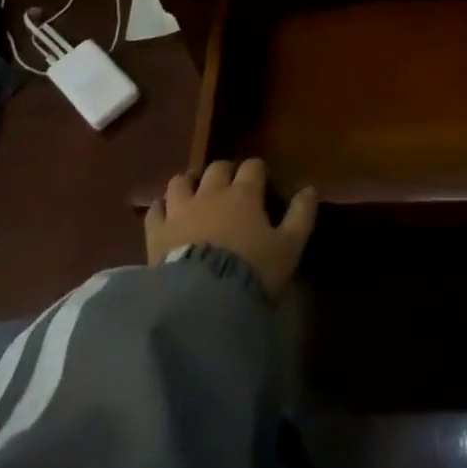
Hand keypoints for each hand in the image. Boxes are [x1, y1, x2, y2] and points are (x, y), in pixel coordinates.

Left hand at [145, 158, 317, 300]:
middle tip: (230, 184)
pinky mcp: (157, 231)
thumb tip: (311, 189)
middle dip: (225, 171)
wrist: (203, 300)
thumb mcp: (289, 247)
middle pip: (217, 168)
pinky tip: (165, 213)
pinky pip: (155, 209)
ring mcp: (180, 209)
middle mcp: (211, 192)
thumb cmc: (252, 271)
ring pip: (181, 181)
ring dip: (190, 182)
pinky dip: (161, 207)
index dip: (257, 170)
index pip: (252, 167)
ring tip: (194, 192)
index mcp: (244, 194)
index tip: (262, 179)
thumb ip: (301, 215)